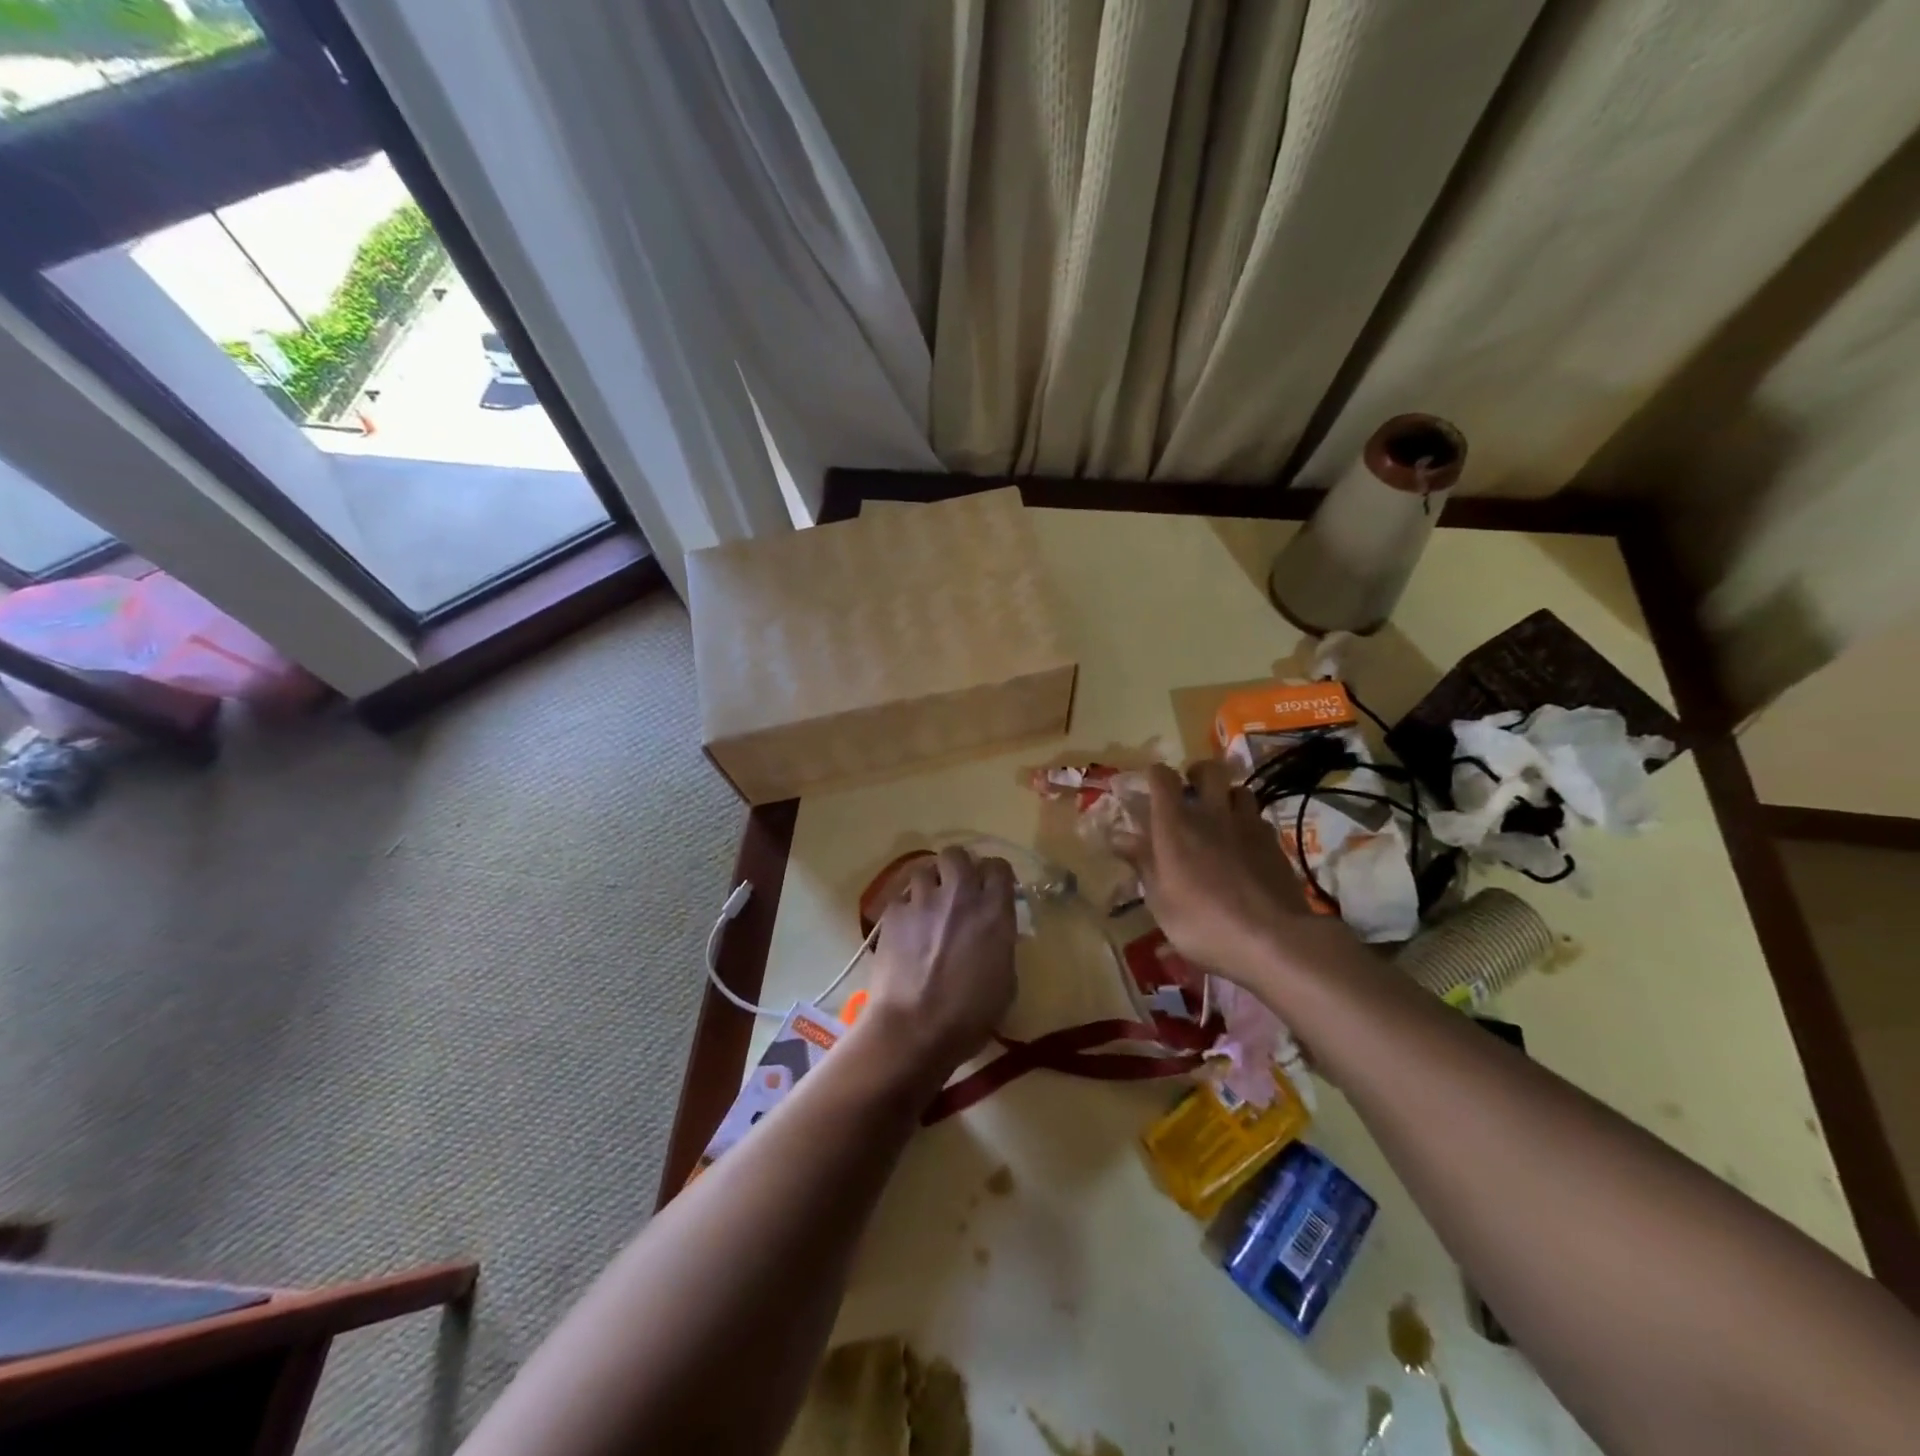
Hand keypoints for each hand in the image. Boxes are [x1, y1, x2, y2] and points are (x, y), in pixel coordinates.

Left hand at [857, 848, 1017, 1091]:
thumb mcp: (1005, 982)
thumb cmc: (969, 1017)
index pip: (999, 867)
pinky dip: (906, 909)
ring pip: (924, 869)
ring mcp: (922, 901)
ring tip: (928, 907)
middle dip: (958, 867)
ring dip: (930, 884)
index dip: (995, 875)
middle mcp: (959, 895)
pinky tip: (906, 930)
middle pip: (957, 854)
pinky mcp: (893, 914)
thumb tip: (993, 935)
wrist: (913, 1029)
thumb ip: (1001, 945)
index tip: (992, 889)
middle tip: (957, 890)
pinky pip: (901, 898)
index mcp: (994, 912)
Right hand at [1112, 761, 1334, 987]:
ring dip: (1228, 797)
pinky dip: (1249, 825)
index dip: (1155, 776)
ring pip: (1241, 790)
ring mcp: (1248, 825)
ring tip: (1221, 817)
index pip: (1162, 777)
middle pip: (1210, 770)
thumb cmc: (1202, 922)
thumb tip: (1119, 837)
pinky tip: (1246, 846)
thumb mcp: (1159, 900)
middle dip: (1198, 774)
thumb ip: (1142, 862)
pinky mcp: (1275, 843)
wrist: (1272, 939)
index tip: (1151, 787)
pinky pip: (1260, 820)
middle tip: (1192, 792)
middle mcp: (1212, 814)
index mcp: (1175, 824)